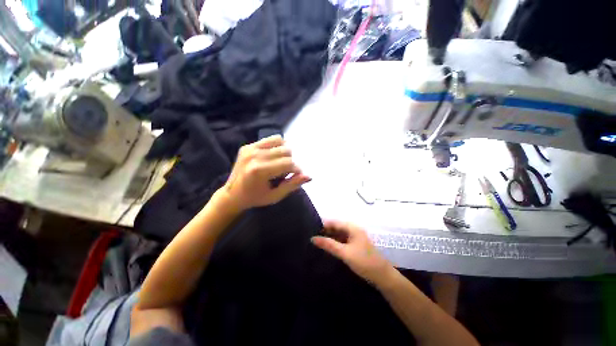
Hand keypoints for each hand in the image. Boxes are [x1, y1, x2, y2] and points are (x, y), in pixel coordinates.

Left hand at [221, 135, 310, 211]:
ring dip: (285, 152)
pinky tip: (274, 156)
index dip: (297, 170)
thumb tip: (309, 176)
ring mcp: (250, 148)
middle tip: (285, 172)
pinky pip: (270, 139)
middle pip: (286, 151)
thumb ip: (292, 185)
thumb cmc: (255, 198)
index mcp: (260, 170)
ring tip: (280, 163)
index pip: (289, 164)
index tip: (296, 176)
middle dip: (291, 162)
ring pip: (280, 141)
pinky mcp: (248, 145)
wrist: (231, 194)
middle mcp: (255, 155)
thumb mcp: (275, 196)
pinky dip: (277, 146)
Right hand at [311, 220, 394, 285]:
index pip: (334, 222)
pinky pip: (342, 240)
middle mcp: (353, 229)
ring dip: (329, 237)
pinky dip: (335, 242)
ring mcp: (355, 237)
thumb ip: (329, 245)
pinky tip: (328, 246)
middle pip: (336, 227)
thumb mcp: (344, 253)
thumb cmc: (364, 262)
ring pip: (339, 234)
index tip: (311, 230)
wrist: (382, 276)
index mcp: (352, 227)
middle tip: (312, 237)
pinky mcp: (355, 244)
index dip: (323, 225)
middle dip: (325, 231)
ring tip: (317, 241)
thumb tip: (313, 238)